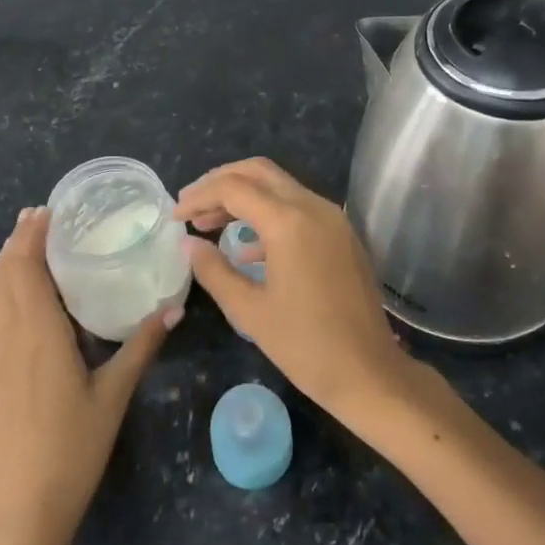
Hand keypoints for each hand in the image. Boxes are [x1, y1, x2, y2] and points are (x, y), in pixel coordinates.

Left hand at [0, 208, 176, 544]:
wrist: (24, 504)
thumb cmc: (74, 447)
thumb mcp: (115, 393)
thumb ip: (142, 345)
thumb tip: (174, 307)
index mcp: (38, 333)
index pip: (26, 269)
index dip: (32, 236)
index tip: (46, 211)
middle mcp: (7, 335)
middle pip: (3, 274)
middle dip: (18, 241)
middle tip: (40, 218)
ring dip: (1, 262)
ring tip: (22, 244)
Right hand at [175, 159, 410, 413]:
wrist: (369, 372)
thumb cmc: (306, 346)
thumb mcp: (249, 311)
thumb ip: (214, 271)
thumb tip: (188, 244)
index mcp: (289, 222)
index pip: (234, 188)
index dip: (199, 196)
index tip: (175, 216)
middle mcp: (313, 207)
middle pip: (258, 172)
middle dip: (220, 183)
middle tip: (191, 206)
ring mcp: (332, 218)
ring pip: (279, 186)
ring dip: (243, 197)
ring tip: (209, 224)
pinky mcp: (341, 234)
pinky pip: (298, 207)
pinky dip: (268, 214)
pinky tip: (246, 248)